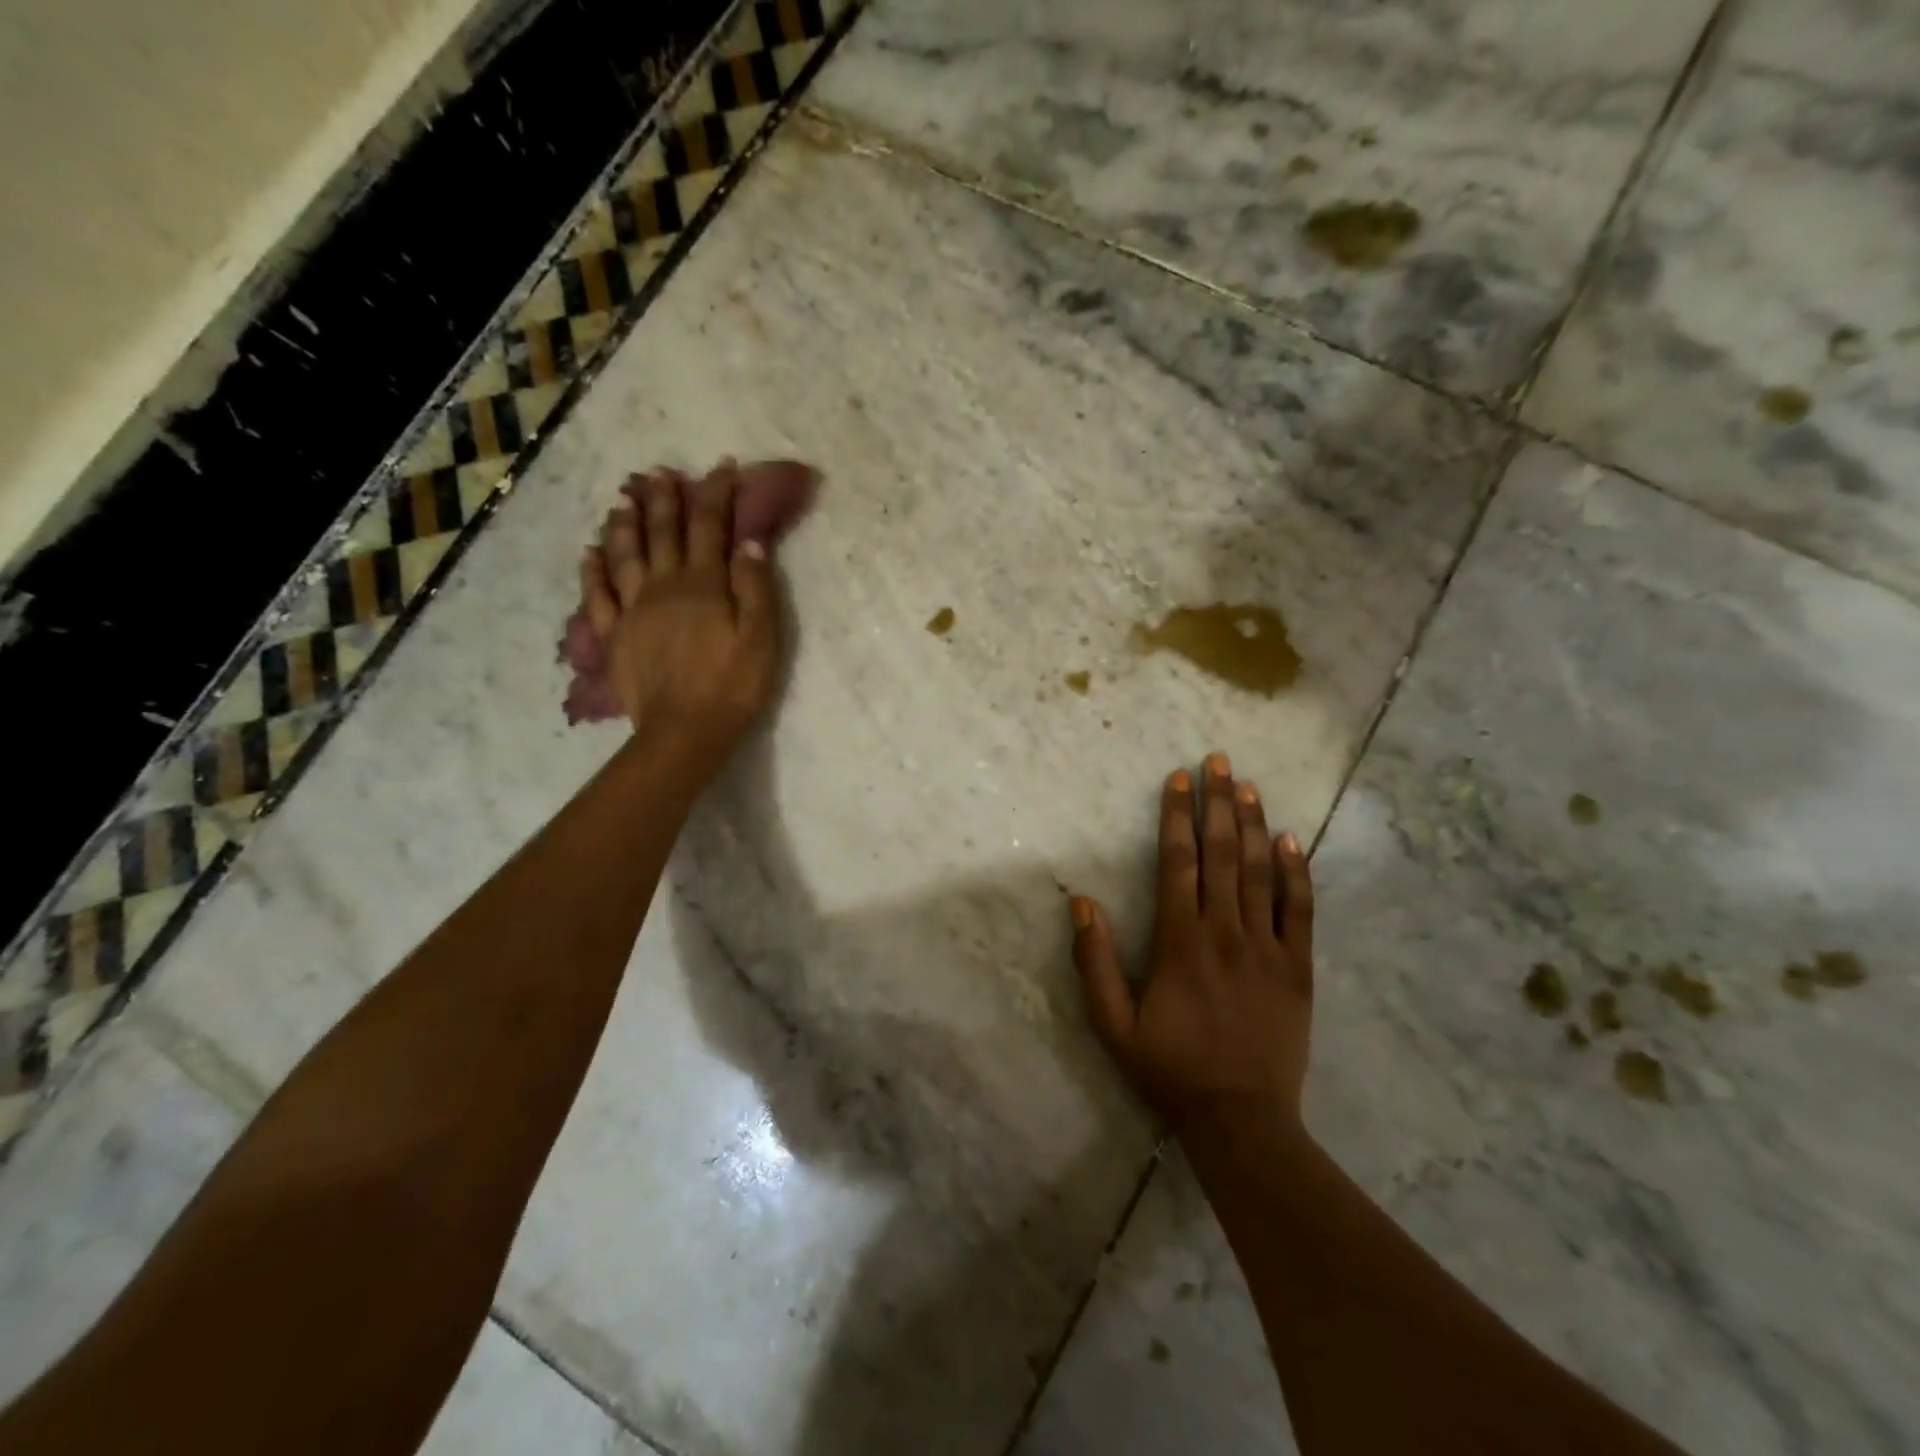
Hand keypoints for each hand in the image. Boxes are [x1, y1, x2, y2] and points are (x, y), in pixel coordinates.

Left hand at [579, 462, 781, 765]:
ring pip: (625, 554)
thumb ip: (756, 587)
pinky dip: (593, 569)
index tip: (722, 467)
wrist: (684, 732)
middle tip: (661, 472)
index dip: (716, 494)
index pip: (710, 527)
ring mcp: (633, 610)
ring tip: (623, 498)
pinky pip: (598, 594)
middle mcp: (664, 586)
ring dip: (626, 523)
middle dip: (665, 499)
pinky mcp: (614, 636)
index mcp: (704, 585)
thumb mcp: (762, 638)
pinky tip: (591, 552)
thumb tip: (748, 541)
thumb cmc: (733, 687)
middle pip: (664, 533)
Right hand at [1069, 754, 1314, 1133]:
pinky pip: (1300, 910)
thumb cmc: (1170, 1067)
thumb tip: (1080, 901)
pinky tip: (1293, 839)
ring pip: (1261, 871)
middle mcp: (1225, 931)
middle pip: (1223, 853)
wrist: (1241, 1118)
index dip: (1177, 816)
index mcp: (1180, 940)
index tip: (1179, 778)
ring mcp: (1267, 947)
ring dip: (1254, 824)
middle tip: (1218, 760)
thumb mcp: (1112, 1022)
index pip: (1178, 861)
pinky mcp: (1297, 967)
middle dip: (1218, 802)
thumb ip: (1094, 960)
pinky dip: (1297, 872)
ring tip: (1248, 785)